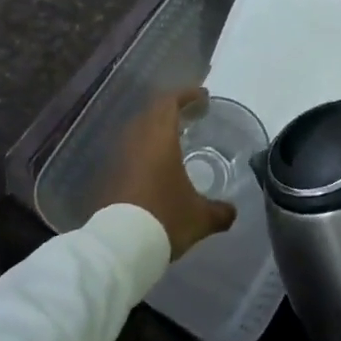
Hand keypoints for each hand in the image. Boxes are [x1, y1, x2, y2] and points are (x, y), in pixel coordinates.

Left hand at [97, 87, 234, 259]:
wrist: (119, 246)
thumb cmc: (164, 219)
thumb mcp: (200, 218)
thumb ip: (220, 212)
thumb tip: (232, 212)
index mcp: (160, 138)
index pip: (170, 101)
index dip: (187, 95)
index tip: (203, 96)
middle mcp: (137, 139)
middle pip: (152, 111)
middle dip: (172, 109)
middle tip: (191, 116)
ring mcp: (119, 156)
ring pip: (138, 130)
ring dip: (156, 129)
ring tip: (174, 140)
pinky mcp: (108, 174)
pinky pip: (129, 150)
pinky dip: (144, 149)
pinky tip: (156, 166)